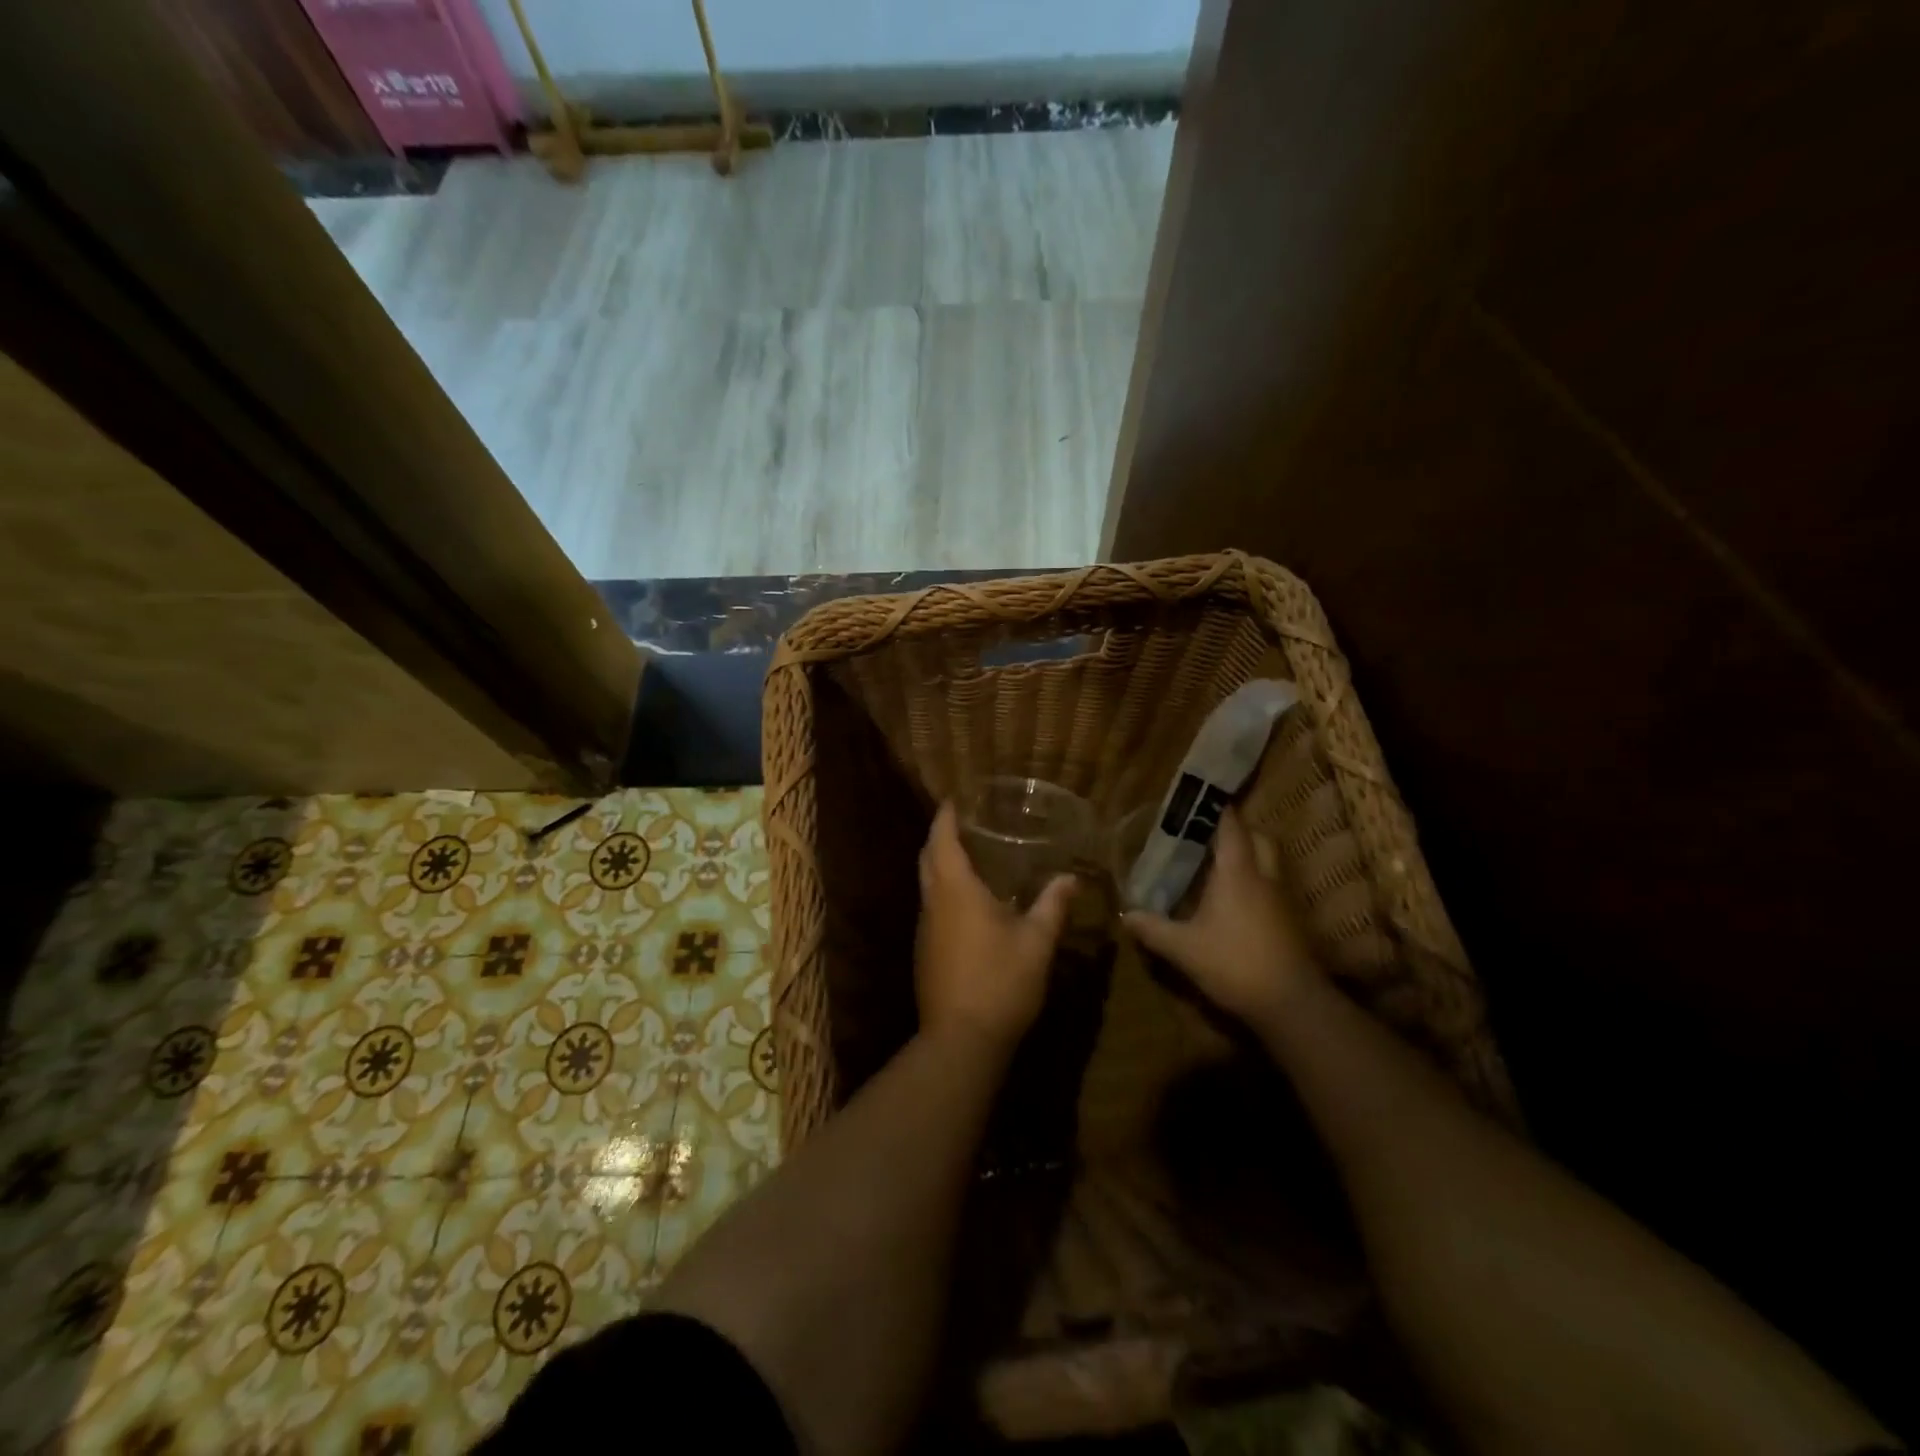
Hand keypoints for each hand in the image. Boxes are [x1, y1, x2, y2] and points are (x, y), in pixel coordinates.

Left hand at [915, 802, 1074, 1049]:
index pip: (942, 840)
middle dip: (939, 836)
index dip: (945, 816)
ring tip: (969, 857)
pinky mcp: (925, 952)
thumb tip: (1071, 878)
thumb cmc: (1000, 982)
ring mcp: (925, 929)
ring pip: (926, 884)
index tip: (953, 798)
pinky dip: (944, 892)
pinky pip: (932, 908)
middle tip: (963, 823)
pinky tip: (969, 904)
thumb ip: (1052, 906)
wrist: (961, 1040)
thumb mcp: (1036, 942)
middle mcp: (933, 903)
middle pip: (927, 858)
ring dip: (940, 866)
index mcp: (956, 891)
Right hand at [1124, 807, 1321, 1028]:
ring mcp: (1281, 899)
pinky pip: (1272, 887)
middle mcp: (1263, 877)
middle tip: (1208, 836)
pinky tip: (1234, 902)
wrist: (1291, 1004)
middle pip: (1258, 838)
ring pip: (1269, 863)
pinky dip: (1255, 883)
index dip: (1216, 809)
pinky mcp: (1290, 922)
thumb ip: (1153, 929)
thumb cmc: (1234, 963)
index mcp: (1237, 873)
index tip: (1198, 799)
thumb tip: (1124, 915)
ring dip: (1249, 857)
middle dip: (1238, 831)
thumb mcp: (1183, 948)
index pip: (1231, 826)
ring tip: (1218, 867)